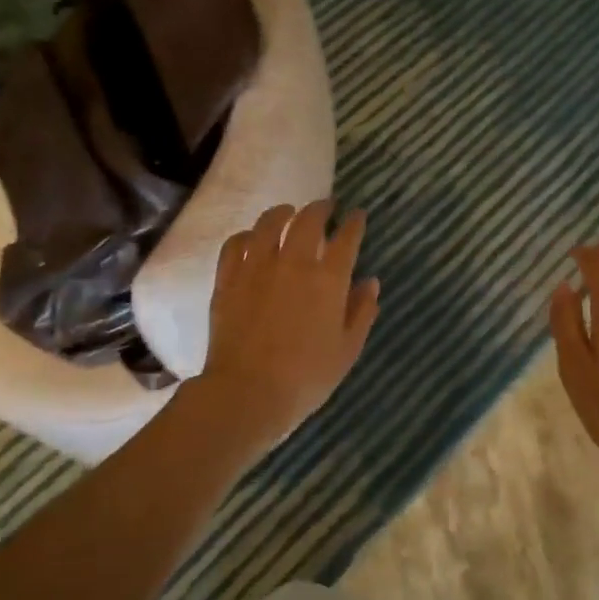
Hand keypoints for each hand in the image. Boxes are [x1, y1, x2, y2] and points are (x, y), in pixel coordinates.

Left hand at [197, 201, 380, 448]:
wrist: (248, 392)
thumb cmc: (306, 377)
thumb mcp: (347, 349)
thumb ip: (361, 312)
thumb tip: (370, 282)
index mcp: (328, 280)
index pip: (346, 239)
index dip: (355, 224)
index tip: (358, 216)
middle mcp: (293, 263)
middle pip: (307, 221)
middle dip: (320, 208)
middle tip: (326, 207)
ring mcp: (256, 268)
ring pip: (268, 224)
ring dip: (282, 213)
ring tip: (288, 212)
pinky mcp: (228, 279)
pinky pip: (235, 244)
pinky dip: (246, 235)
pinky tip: (250, 238)